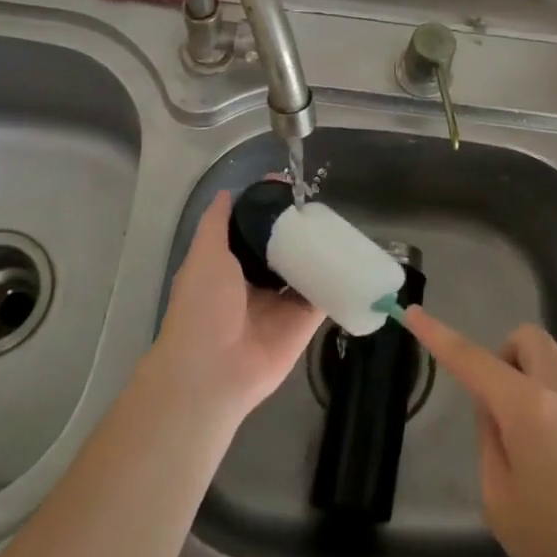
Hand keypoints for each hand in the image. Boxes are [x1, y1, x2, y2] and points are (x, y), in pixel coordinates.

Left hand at [153, 191, 321, 422]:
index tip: (290, 186)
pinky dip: (338, 279)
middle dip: (299, 229)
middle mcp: (256, 282)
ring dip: (320, 251)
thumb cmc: (203, 306)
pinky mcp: (304, 322)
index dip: (269, 210)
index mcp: (229, 266)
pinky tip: (353, 256)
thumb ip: (216, 224)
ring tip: (342, 222)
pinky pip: (324, 295)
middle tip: (323, 203)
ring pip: (305, 269)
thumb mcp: (204, 255)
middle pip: (283, 248)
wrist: (214, 370)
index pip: (253, 231)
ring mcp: (282, 303)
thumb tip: (226, 192)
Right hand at [403, 306, 556, 556]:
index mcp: (529, 409)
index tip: (415, 313)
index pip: (472, 360)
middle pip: (530, 340)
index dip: (439, 335)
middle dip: (508, 358)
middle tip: (506, 410)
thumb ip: (492, 444)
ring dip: (546, 403)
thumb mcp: (502, 505)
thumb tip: (497, 413)